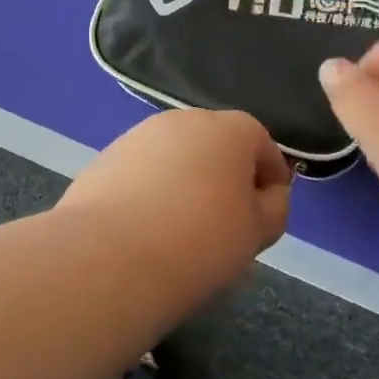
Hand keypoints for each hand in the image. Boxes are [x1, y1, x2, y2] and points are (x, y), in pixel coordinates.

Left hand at [58, 109, 293, 291]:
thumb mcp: (257, 232)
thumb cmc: (200, 242)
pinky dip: (152, 191)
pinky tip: (147, 228)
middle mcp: (185, 120)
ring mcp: (139, 135)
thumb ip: (273, 208)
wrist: (109, 258)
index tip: (268, 209)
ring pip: (176, 156)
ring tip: (182, 227)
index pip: (262, 144)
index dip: (271, 177)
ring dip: (186, 181)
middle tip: (226, 220)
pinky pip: (142, 172)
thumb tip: (267, 195)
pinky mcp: (104, 158)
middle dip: (226, 175)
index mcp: (230, 129)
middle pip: (216, 144)